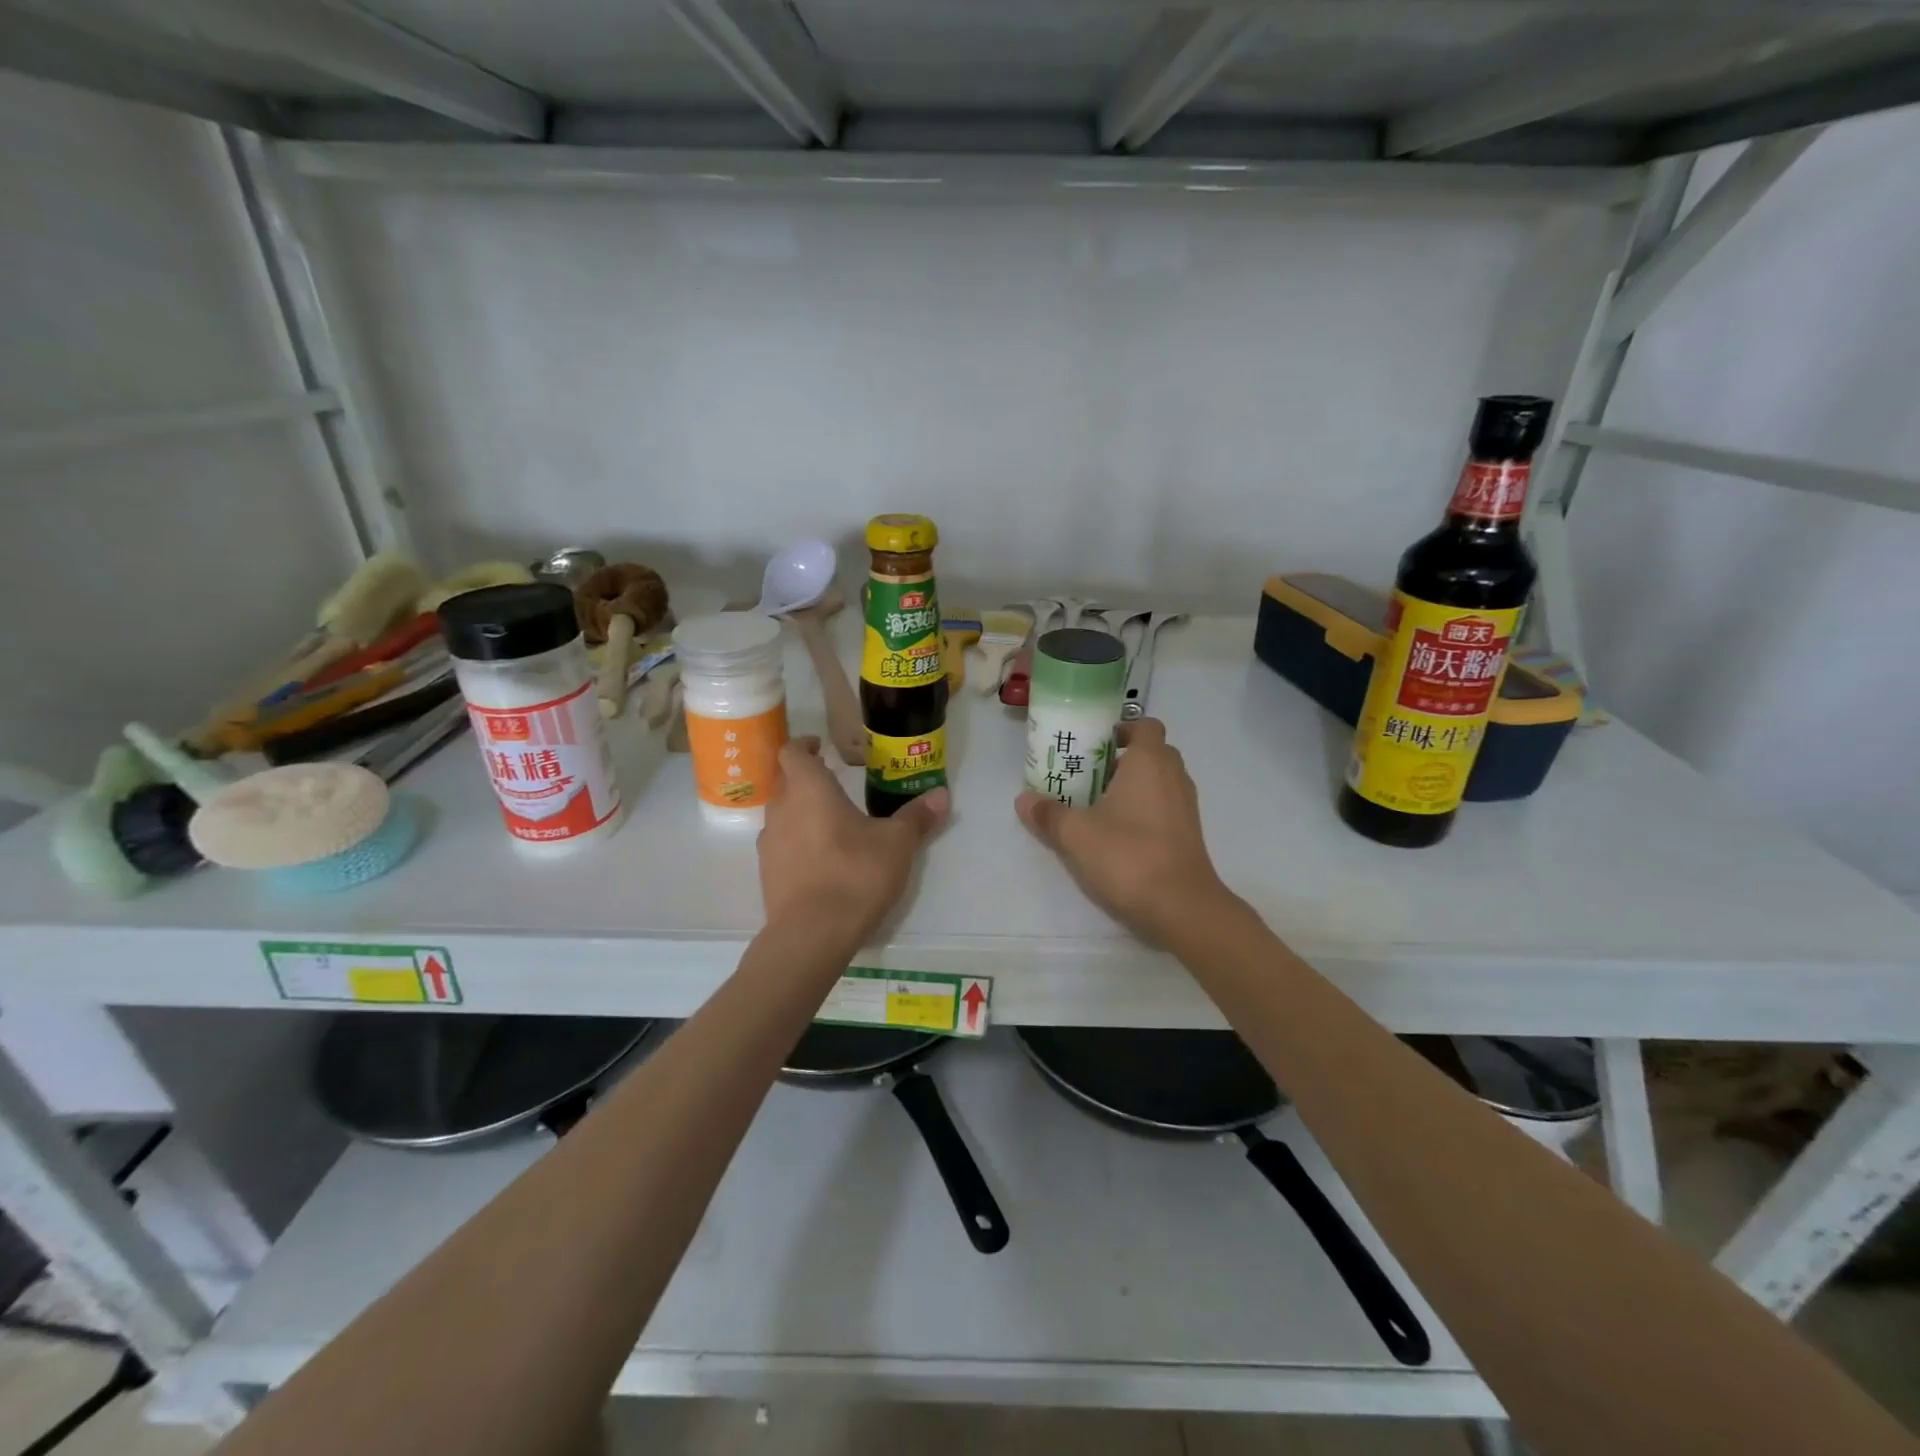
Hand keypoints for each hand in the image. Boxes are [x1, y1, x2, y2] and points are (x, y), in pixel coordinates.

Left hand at [759, 737, 949, 947]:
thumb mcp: (897, 844)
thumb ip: (917, 817)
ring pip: (781, 813)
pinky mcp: (767, 873)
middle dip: (805, 777)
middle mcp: (781, 809)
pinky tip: (820, 857)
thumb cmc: (855, 874)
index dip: (804, 745)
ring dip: (799, 810)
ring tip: (829, 821)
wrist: (812, 934)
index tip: (820, 747)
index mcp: (809, 789)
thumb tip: (942, 794)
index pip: (792, 752)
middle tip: (832, 781)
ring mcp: (769, 843)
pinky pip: (780, 844)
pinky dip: (796, 841)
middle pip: (784, 781)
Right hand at [1015, 718, 1232, 945]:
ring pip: (1159, 780)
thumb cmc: (1128, 856)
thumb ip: (1048, 814)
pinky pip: (1165, 806)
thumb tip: (1023, 800)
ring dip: (1133, 786)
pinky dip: (1145, 809)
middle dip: (1122, 758)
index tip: (1094, 745)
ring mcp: (1186, 805)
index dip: (1121, 729)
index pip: (1144, 725)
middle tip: (1089, 775)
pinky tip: (1118, 833)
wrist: (1182, 907)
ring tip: (1098, 805)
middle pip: (1152, 752)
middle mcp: (1174, 775)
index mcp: (1150, 761)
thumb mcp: (1076, 835)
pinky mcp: (1189, 833)